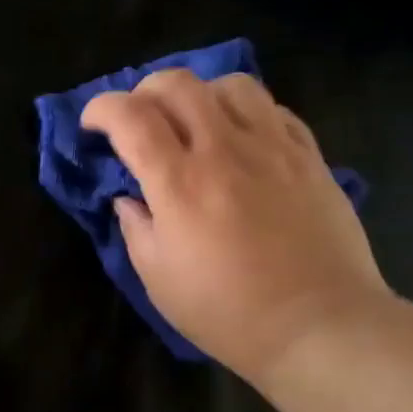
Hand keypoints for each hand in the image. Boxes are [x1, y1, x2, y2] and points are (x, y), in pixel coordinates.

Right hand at [80, 69, 391, 387]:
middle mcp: (225, 151)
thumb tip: (128, 198)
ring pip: (232, 85)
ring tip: (195, 121)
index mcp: (180, 184)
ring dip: (200, 94)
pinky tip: (242, 139)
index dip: (101, 109)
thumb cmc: (229, 313)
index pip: (130, 117)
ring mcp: (273, 148)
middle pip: (178, 84)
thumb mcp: (159, 281)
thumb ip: (136, 228)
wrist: (320, 327)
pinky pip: (274, 110)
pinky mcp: (310, 157)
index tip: (92, 125)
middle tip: (139, 117)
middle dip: (145, 90)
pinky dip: (247, 113)